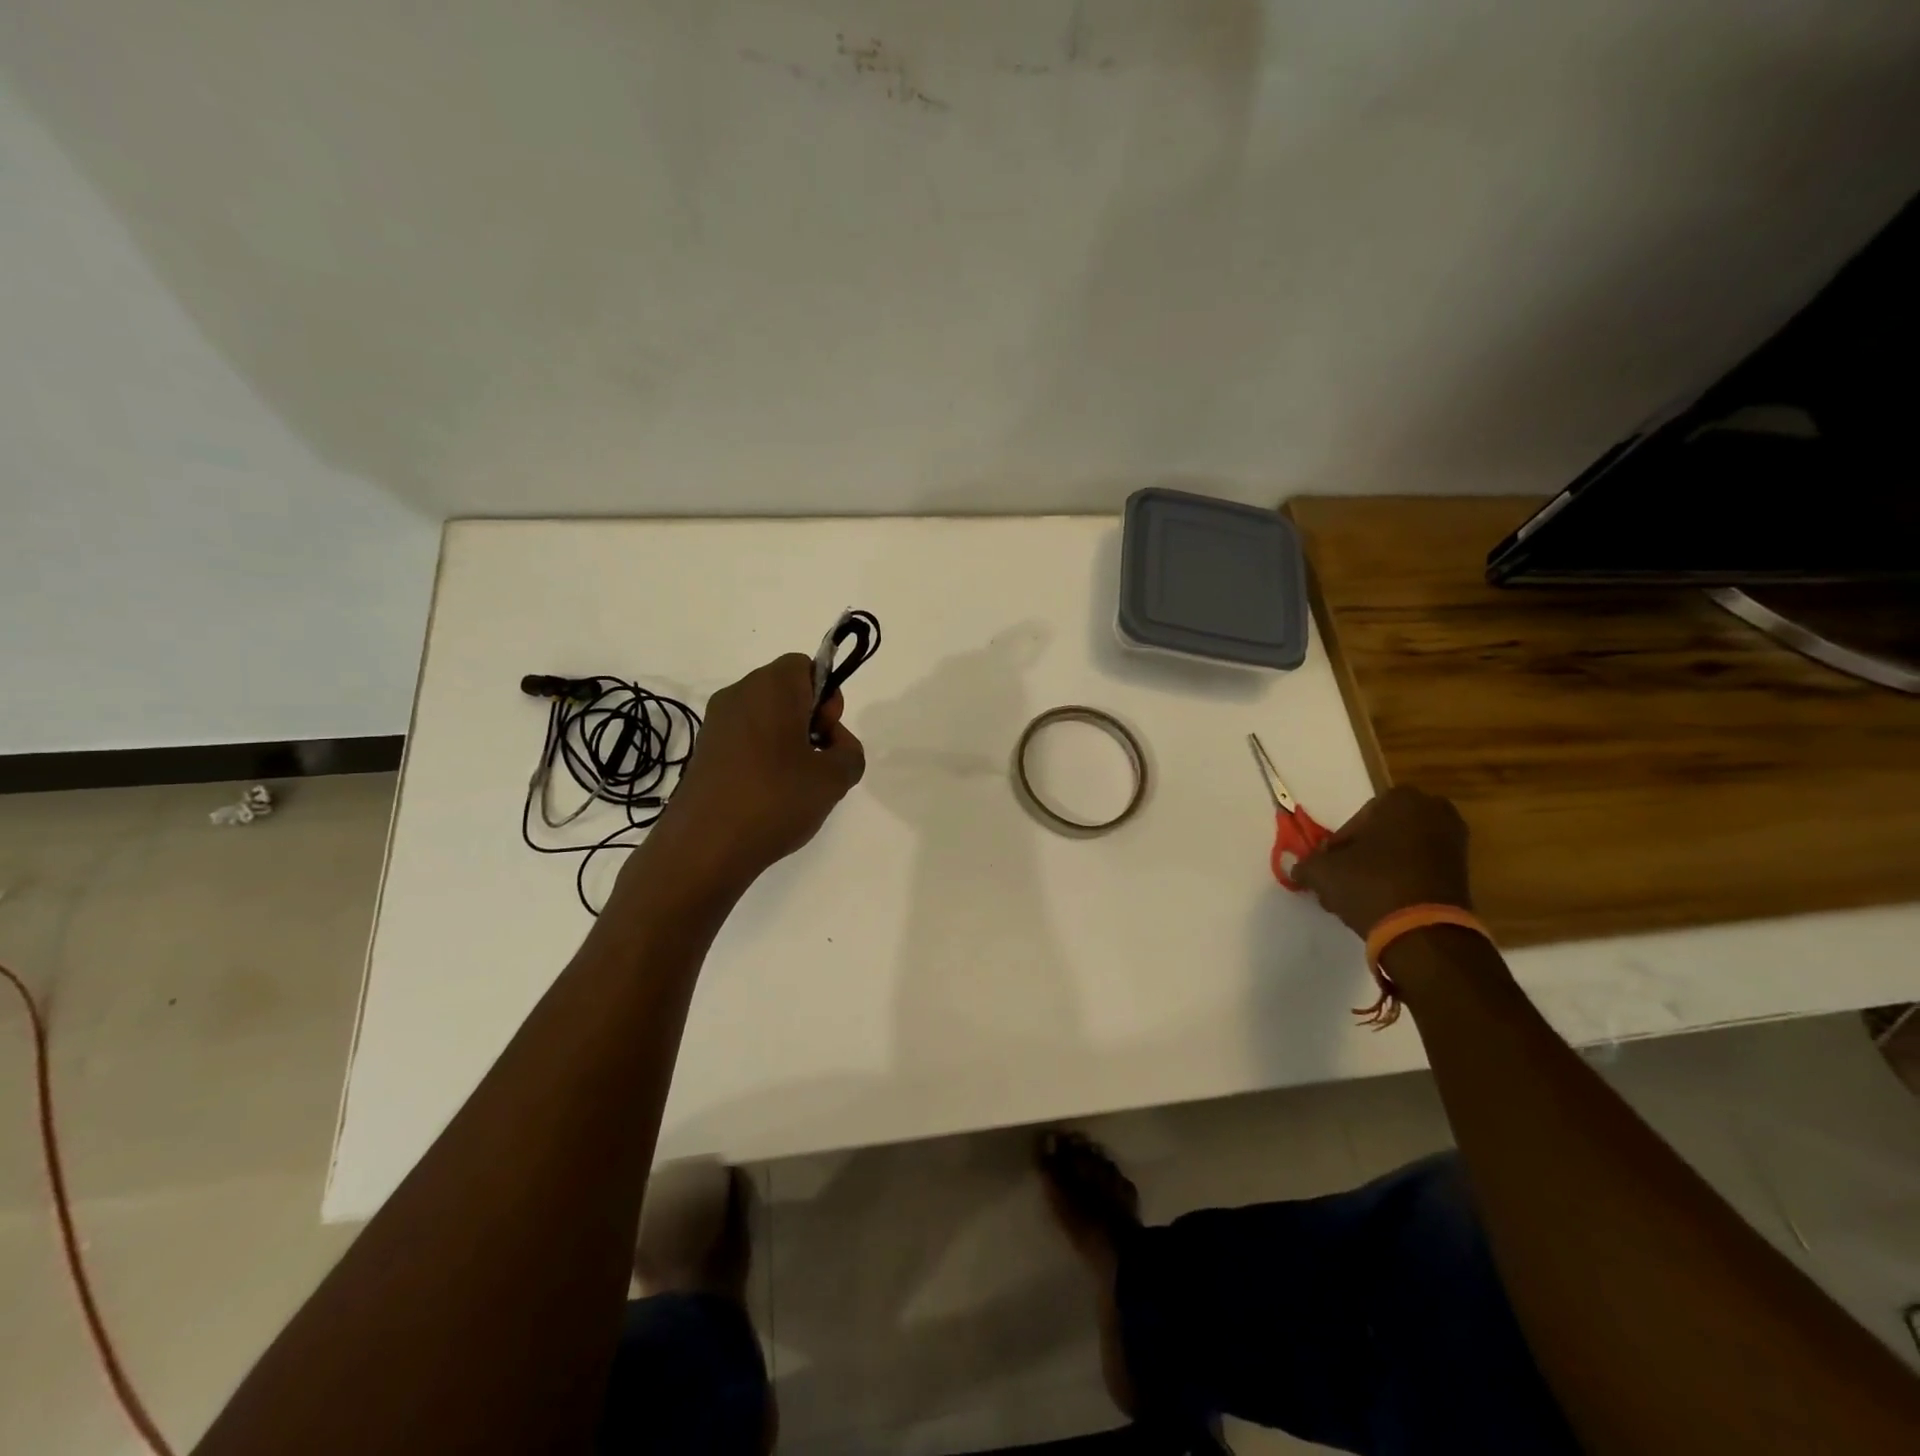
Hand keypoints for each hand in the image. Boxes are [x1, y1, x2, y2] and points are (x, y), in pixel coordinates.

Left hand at [649, 654, 865, 886]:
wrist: (704, 847)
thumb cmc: (775, 799)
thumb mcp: (835, 778)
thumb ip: (850, 753)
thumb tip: (833, 745)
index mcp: (770, 686)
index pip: (806, 665)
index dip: (827, 695)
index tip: (827, 733)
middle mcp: (738, 694)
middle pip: (786, 691)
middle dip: (810, 720)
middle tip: (817, 762)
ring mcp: (716, 724)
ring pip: (766, 718)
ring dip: (788, 743)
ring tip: (795, 786)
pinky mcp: (703, 753)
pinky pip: (745, 741)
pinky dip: (763, 759)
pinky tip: (769, 797)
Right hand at [1292, 786, 1471, 936]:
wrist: (1425, 931)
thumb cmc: (1370, 884)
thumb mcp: (1323, 872)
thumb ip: (1306, 865)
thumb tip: (1297, 869)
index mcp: (1402, 799)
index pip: (1357, 819)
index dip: (1339, 845)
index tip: (1329, 866)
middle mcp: (1434, 811)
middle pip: (1381, 833)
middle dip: (1362, 855)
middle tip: (1344, 879)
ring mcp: (1454, 842)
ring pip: (1401, 851)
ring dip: (1380, 868)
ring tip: (1361, 895)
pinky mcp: (1464, 872)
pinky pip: (1421, 868)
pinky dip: (1403, 880)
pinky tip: (1384, 902)